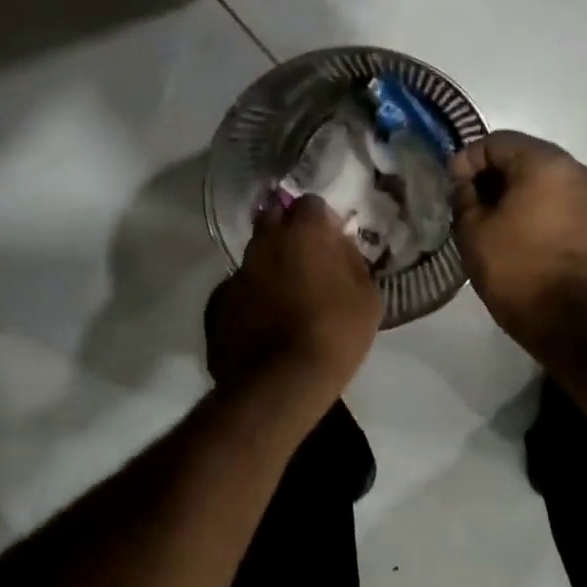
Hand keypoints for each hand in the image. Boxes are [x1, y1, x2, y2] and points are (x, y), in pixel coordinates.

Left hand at [209, 194, 381, 399]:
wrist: (281, 382)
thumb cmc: (334, 334)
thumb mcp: (367, 298)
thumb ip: (352, 262)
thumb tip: (340, 247)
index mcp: (303, 233)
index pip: (310, 203)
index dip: (321, 219)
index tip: (330, 238)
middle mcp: (264, 242)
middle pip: (274, 219)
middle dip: (288, 230)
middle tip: (305, 257)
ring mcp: (237, 272)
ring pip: (255, 255)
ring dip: (269, 265)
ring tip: (285, 293)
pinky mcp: (219, 302)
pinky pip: (240, 288)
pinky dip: (252, 296)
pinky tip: (264, 319)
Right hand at [450, 131, 586, 349]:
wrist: (565, 316)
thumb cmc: (514, 266)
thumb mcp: (472, 228)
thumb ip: (464, 195)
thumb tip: (467, 183)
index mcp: (545, 162)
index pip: (496, 142)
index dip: (467, 159)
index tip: (451, 186)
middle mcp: (575, 168)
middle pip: (523, 154)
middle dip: (491, 172)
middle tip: (466, 198)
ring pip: (542, 176)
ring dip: (513, 187)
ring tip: (488, 214)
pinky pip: (557, 196)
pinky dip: (533, 202)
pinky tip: (512, 224)